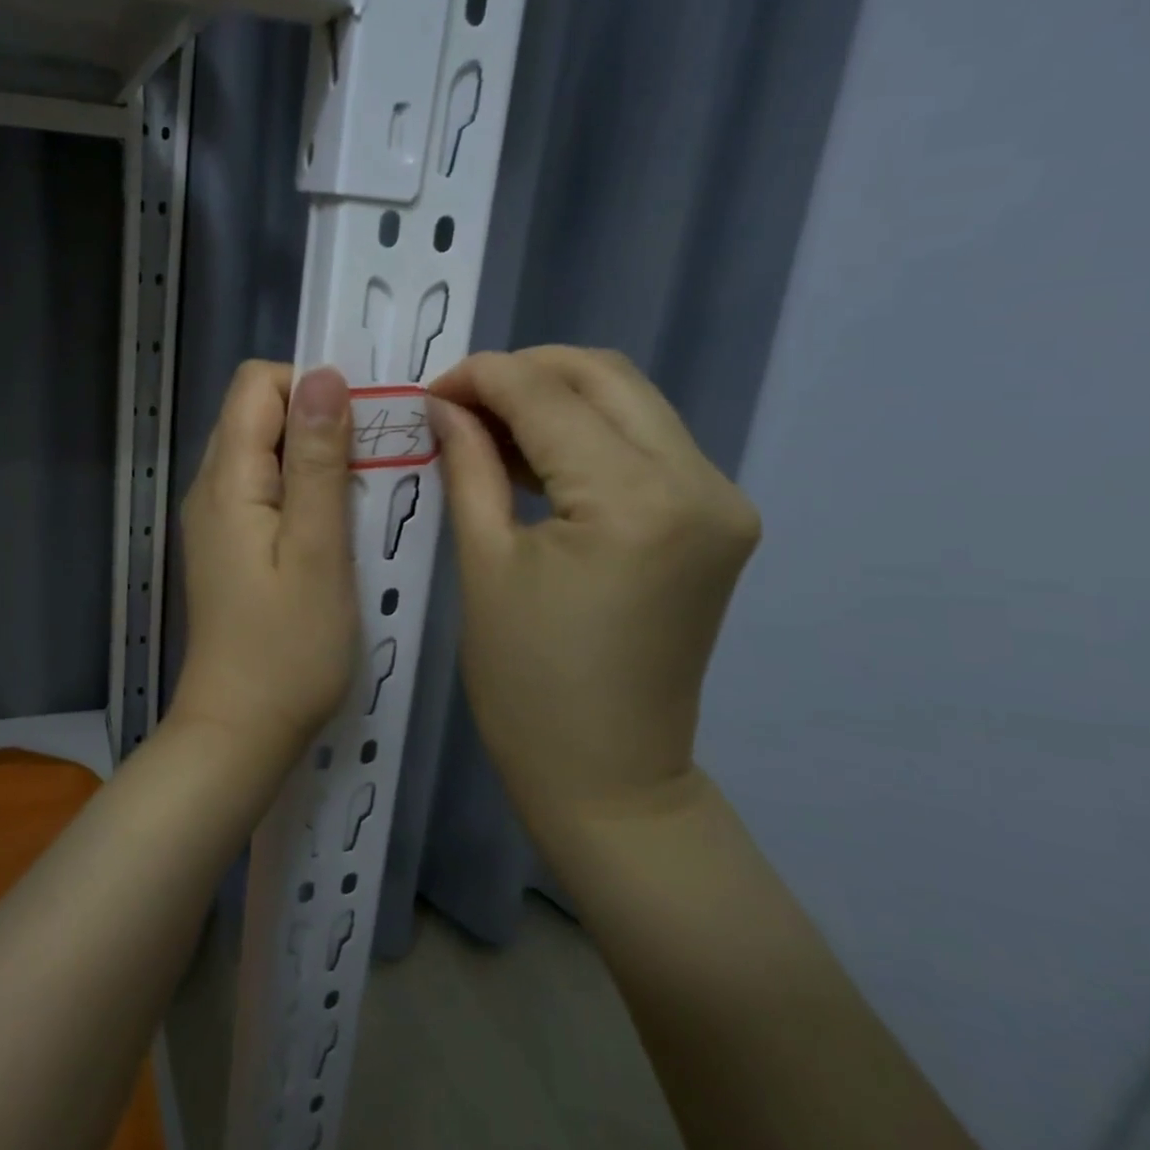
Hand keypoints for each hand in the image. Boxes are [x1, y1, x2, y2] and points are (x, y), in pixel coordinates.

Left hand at [171, 362, 358, 761]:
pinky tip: (333, 528)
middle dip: (318, 420)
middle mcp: (210, 487)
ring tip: (359, 498)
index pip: (257, 384)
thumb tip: (323, 376)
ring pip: (265, 450)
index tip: (360, 428)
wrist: (241, 731)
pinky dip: (302, 489)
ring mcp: (216, 518)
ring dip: (314, 456)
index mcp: (228, 479)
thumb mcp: (317, 549)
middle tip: (370, 467)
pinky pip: (264, 488)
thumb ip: (317, 460)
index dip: (311, 388)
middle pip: (258, 412)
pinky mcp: (229, 545)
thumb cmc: (289, 648)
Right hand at [428, 347, 760, 828]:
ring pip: (629, 401)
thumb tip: (445, 403)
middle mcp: (698, 483)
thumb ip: (467, 463)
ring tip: (488, 427)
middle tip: (459, 402)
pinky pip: (646, 443)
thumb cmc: (527, 684)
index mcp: (634, 501)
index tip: (430, 389)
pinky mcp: (717, 519)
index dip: (482, 377)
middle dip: (523, 373)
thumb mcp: (483, 563)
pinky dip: (587, 433)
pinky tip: (535, 455)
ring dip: (556, 399)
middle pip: (604, 377)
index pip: (549, 395)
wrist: (608, 776)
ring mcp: (720, 500)